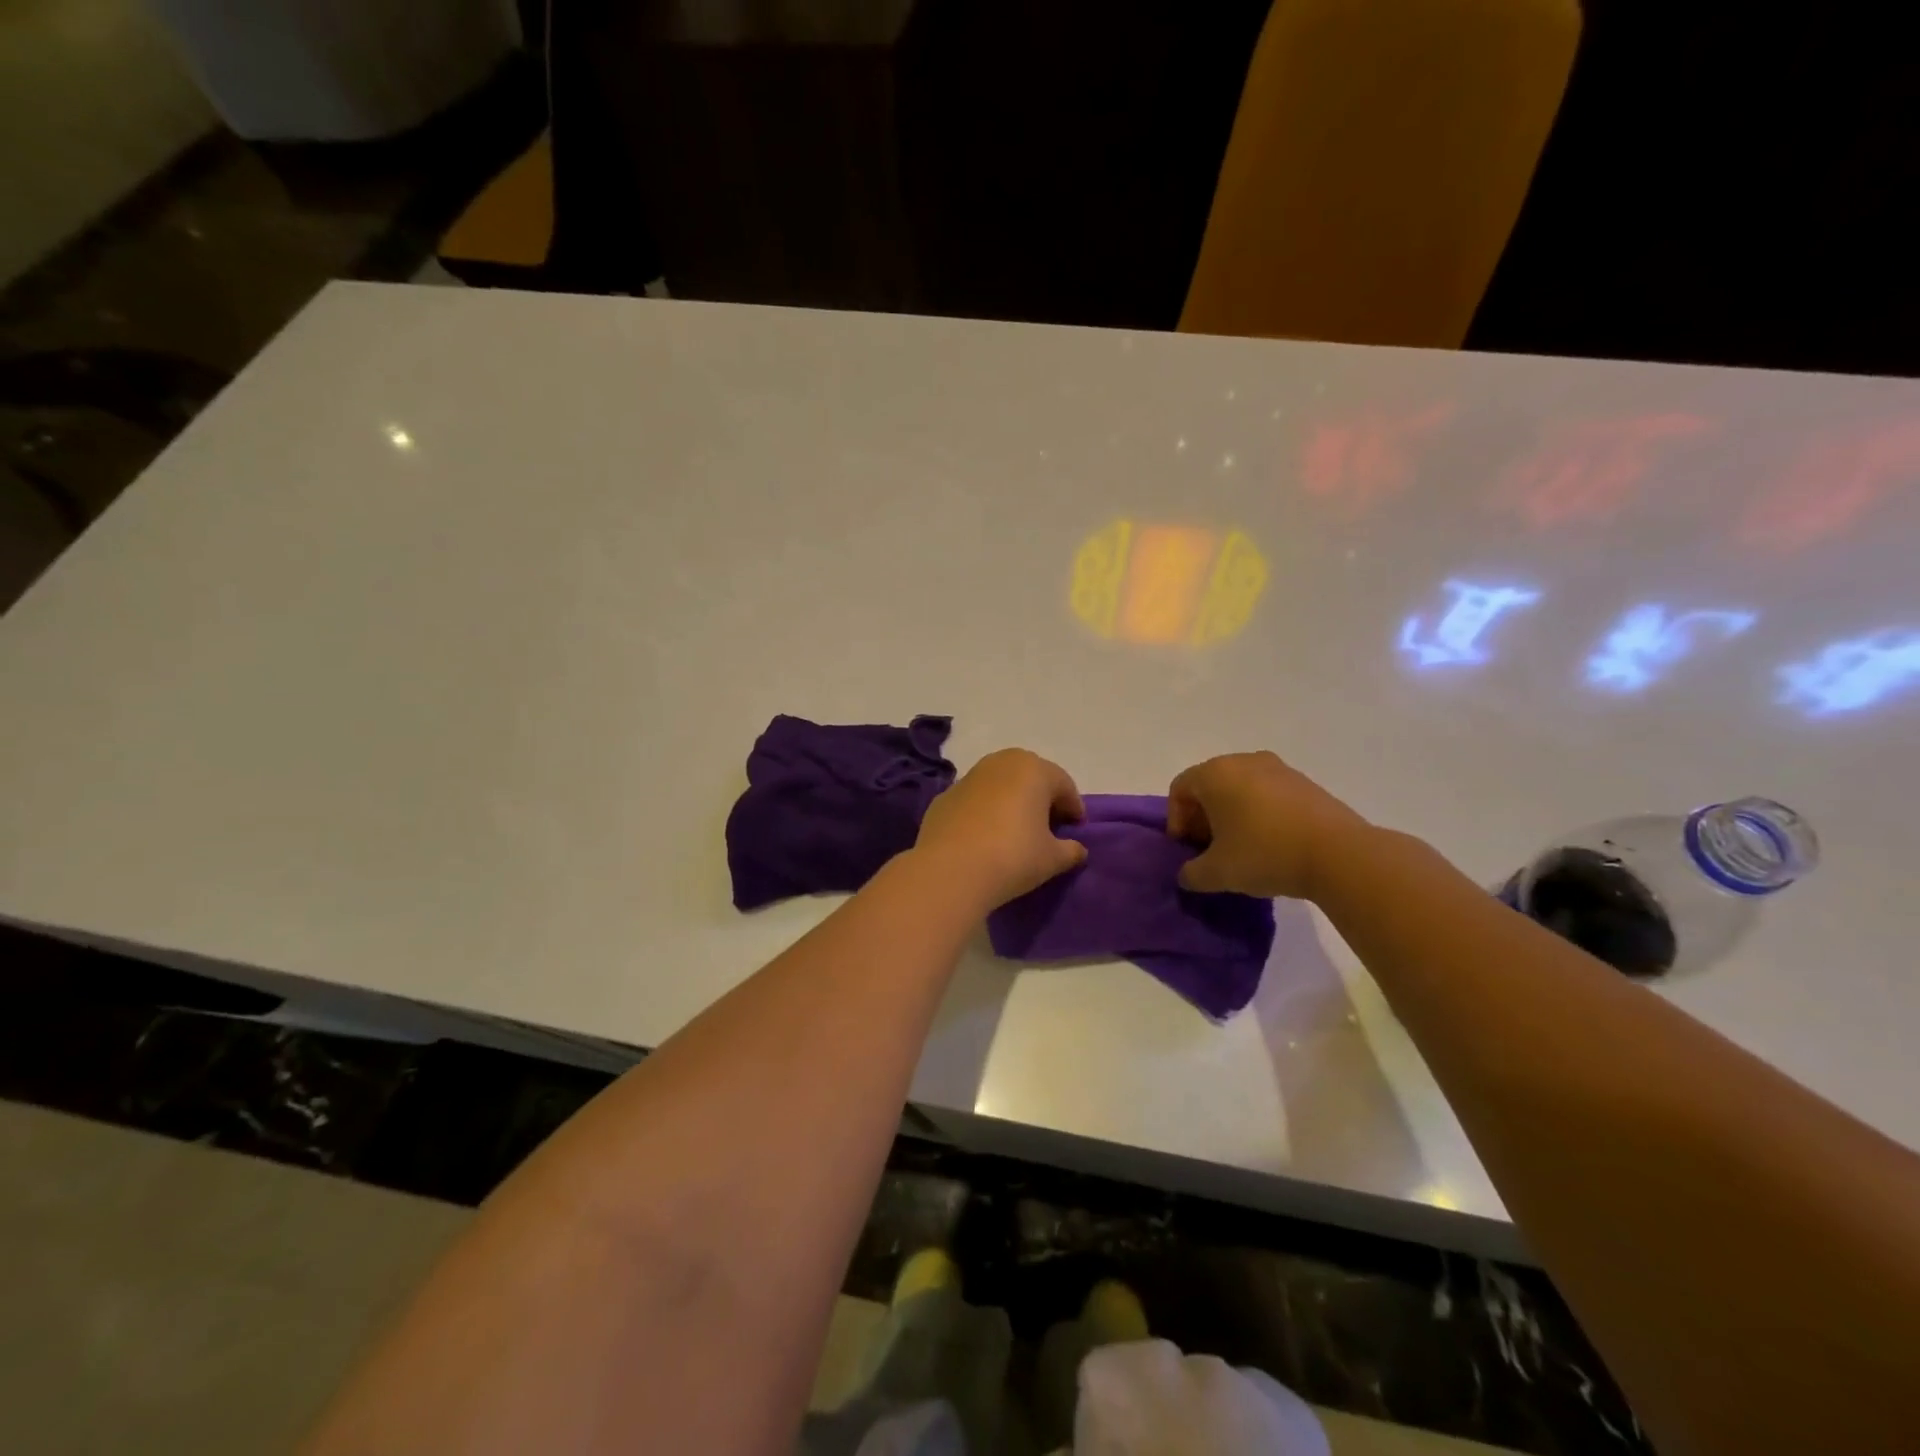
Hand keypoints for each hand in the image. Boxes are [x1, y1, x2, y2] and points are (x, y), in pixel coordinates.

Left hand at [915, 749, 1087, 909]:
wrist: (950, 870)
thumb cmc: (1013, 857)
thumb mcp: (1053, 859)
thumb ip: (1071, 850)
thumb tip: (1076, 849)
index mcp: (1033, 769)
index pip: (1064, 785)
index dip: (1074, 809)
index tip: (1076, 832)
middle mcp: (1000, 763)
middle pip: (1030, 778)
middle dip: (1042, 799)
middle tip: (1048, 828)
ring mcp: (968, 777)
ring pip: (999, 785)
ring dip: (1011, 802)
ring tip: (1015, 833)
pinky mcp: (944, 797)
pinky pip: (975, 801)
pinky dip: (984, 813)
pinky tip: (984, 838)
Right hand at [1167, 752, 1369, 900]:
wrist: (1339, 854)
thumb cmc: (1265, 854)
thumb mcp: (1217, 873)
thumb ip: (1191, 873)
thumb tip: (1187, 874)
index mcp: (1215, 773)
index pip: (1179, 789)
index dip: (1176, 821)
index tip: (1188, 850)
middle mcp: (1244, 761)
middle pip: (1209, 786)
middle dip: (1202, 818)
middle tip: (1209, 850)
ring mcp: (1278, 769)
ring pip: (1240, 789)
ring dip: (1231, 815)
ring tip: (1241, 849)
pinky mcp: (1305, 783)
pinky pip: (1268, 794)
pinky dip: (1259, 814)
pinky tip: (1270, 844)